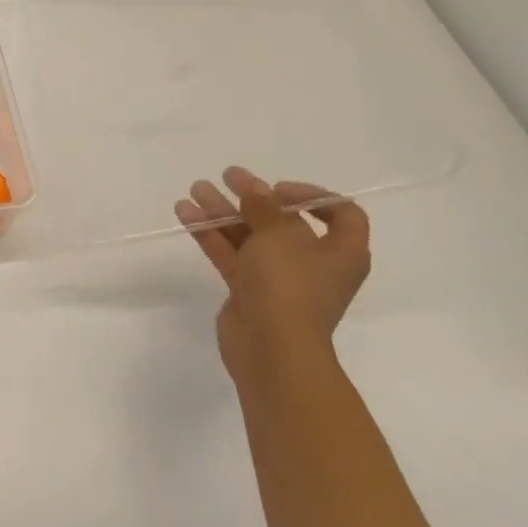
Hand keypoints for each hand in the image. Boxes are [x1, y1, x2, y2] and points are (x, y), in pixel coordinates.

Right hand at [174, 166, 369, 384]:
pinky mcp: (250, 291)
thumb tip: (257, 188)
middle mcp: (313, 263)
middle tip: (228, 176)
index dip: (313, 195)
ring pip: (251, 236)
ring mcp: (279, 279)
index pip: (341, 213)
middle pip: (284, 221)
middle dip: (253, 198)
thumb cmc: (290, 286)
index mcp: (340, 252)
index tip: (278, 189)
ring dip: (224, 212)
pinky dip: (211, 234)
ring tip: (197, 189)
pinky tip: (185, 213)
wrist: (272, 350)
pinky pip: (231, 255)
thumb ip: (265, 206)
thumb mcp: (280, 236)